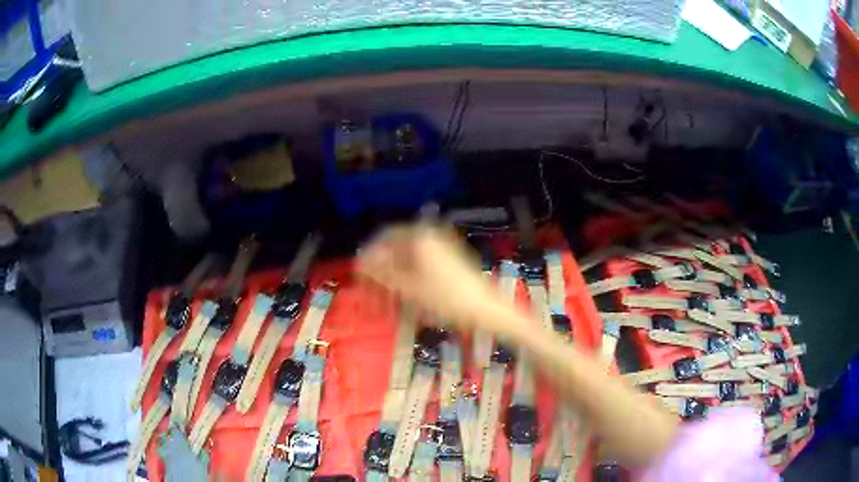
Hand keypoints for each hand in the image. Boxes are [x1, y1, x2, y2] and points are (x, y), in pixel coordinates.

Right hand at [357, 225, 501, 332]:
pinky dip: (408, 277)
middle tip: (372, 293)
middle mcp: (429, 235)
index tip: (360, 276)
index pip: (383, 237)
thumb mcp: (409, 288)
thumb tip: (360, 262)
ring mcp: (440, 246)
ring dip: (394, 276)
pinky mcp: (448, 258)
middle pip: (395, 248)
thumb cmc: (446, 299)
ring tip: (386, 300)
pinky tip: (404, 296)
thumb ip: (382, 273)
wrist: (485, 309)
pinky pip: (420, 263)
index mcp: (419, 236)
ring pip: (407, 258)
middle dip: (381, 270)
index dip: (368, 256)